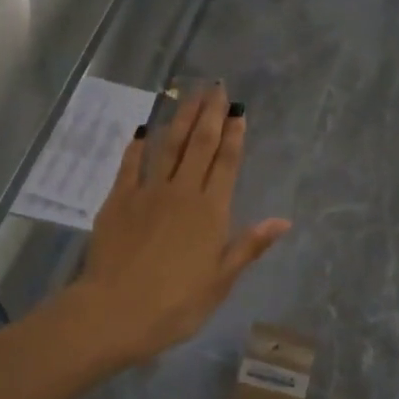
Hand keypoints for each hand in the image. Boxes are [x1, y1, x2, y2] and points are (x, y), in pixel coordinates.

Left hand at [69, 85, 291, 364]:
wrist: (115, 311)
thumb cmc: (176, 304)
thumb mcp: (221, 281)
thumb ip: (249, 246)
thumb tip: (283, 220)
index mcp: (210, 211)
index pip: (226, 163)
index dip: (233, 135)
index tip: (238, 110)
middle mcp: (181, 192)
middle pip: (198, 145)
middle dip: (209, 114)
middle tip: (216, 87)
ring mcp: (147, 192)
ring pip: (168, 146)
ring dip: (180, 119)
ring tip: (189, 94)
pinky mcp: (117, 200)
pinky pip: (130, 164)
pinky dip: (138, 145)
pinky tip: (144, 130)